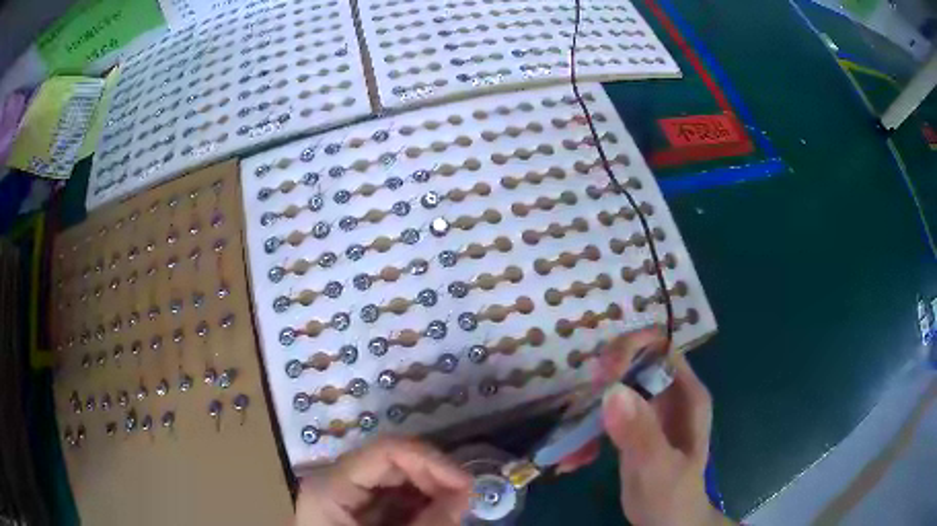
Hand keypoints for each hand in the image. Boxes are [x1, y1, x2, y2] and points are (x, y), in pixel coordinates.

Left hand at [294, 437, 472, 525]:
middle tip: (466, 500)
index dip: (432, 461)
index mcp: (331, 486)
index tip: (467, 484)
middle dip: (434, 478)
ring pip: (396, 480)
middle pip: (392, 462)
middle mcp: (335, 482)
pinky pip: (393, 499)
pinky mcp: (355, 512)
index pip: (386, 451)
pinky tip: (436, 517)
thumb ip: (430, 523)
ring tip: (454, 510)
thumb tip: (465, 493)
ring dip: (430, 491)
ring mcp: (344, 497)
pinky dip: (419, 505)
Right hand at [555, 329, 730, 525]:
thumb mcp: (658, 467)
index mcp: (686, 395)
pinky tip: (574, 460)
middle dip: (603, 383)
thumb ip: (640, 433)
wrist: (668, 525)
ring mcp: (650, 412)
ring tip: (570, 447)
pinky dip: (586, 435)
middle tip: (579, 409)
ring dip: (587, 413)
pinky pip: (605, 418)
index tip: (602, 374)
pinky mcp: (632, 429)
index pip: (660, 348)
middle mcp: (669, 395)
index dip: (631, 349)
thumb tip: (612, 390)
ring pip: (614, 391)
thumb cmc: (673, 497)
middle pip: (633, 365)